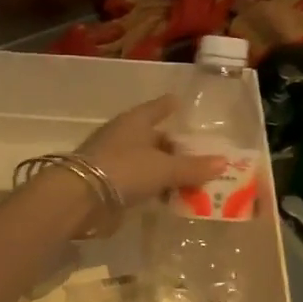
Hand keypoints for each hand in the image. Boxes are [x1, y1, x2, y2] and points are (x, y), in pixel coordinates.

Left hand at [78, 95, 224, 207]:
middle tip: (199, 155)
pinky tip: (167, 196)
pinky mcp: (106, 182)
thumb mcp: (164, 168)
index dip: (170, 106)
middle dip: (174, 146)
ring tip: (190, 181)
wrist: (79, 198)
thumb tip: (223, 162)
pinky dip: (152, 186)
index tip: (181, 104)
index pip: (158, 107)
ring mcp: (112, 158)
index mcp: (135, 121)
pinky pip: (137, 180)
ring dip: (164, 169)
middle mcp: (123, 135)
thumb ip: (193, 167)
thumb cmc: (125, 170)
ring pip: (146, 160)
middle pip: (153, 137)